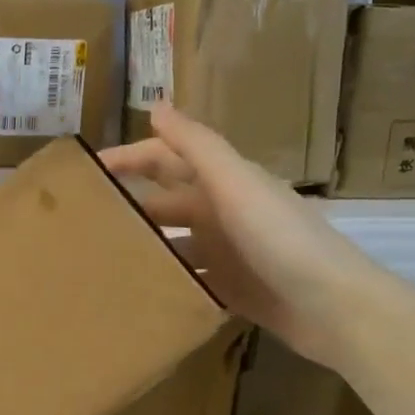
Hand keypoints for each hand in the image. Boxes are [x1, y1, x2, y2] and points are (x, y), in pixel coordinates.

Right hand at [101, 104, 390, 368]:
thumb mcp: (236, 184)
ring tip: (98, 258)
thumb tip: (156, 106)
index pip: (166, 159)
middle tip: (80, 219)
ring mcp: (228, 253)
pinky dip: (165, 280)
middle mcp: (224, 212)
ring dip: (144, 245)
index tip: (86, 172)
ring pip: (174, 242)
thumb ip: (197, 145)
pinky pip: (189, 279)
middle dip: (129, 203)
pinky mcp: (232, 289)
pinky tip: (135, 291)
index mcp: (225, 182)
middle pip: (167, 200)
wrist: (333, 308)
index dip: (129, 158)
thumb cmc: (281, 238)